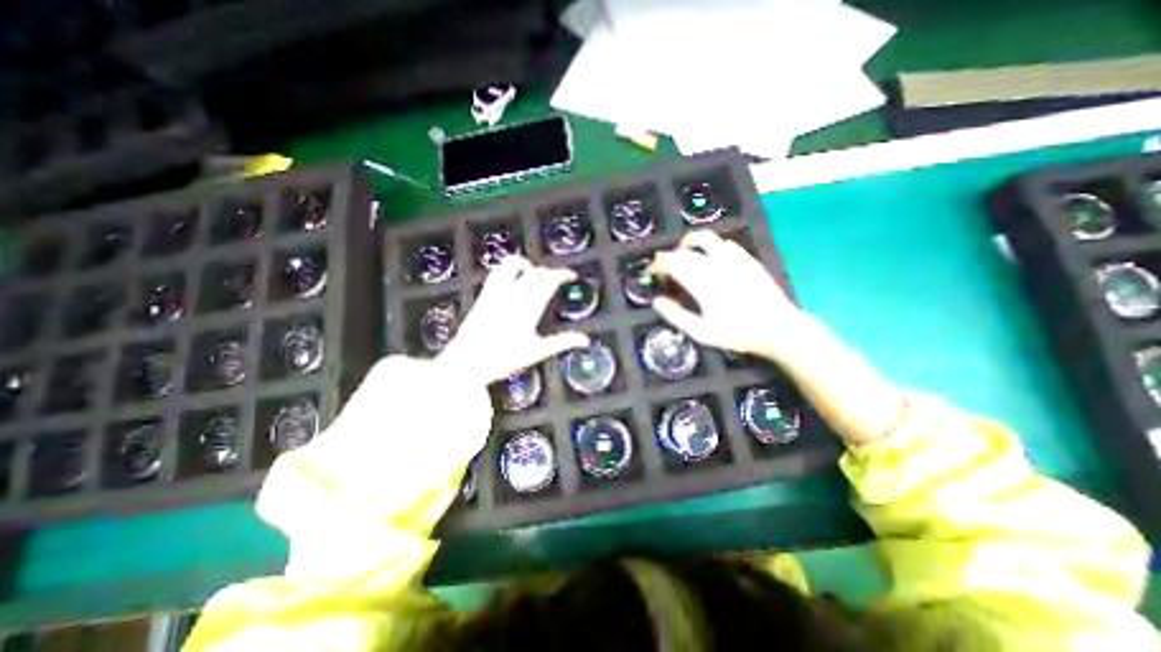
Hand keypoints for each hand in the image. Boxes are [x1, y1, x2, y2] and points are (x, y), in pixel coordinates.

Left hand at [442, 258, 593, 384]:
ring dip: (525, 264)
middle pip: (534, 272)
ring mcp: (495, 294)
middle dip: (549, 271)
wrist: (467, 363)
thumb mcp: (536, 352)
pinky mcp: (483, 296)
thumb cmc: (502, 360)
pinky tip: (510, 278)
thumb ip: (562, 342)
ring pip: (512, 265)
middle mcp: (512, 296)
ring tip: (533, 272)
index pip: (549, 281)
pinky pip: (496, 273)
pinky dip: (507, 269)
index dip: (563, 274)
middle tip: (556, 279)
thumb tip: (584, 340)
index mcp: (528, 309)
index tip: (570, 275)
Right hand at [643, 229, 814, 361]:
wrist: (778, 328)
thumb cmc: (737, 333)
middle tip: (663, 267)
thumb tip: (656, 301)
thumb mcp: (702, 332)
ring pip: (706, 238)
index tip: (650, 272)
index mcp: (703, 281)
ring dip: (689, 243)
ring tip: (684, 255)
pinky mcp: (747, 259)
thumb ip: (676, 316)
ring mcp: (734, 259)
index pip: (672, 262)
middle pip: (685, 249)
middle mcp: (716, 264)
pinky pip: (724, 244)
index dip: (657, 264)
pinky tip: (711, 260)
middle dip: (668, 255)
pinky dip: (710, 247)